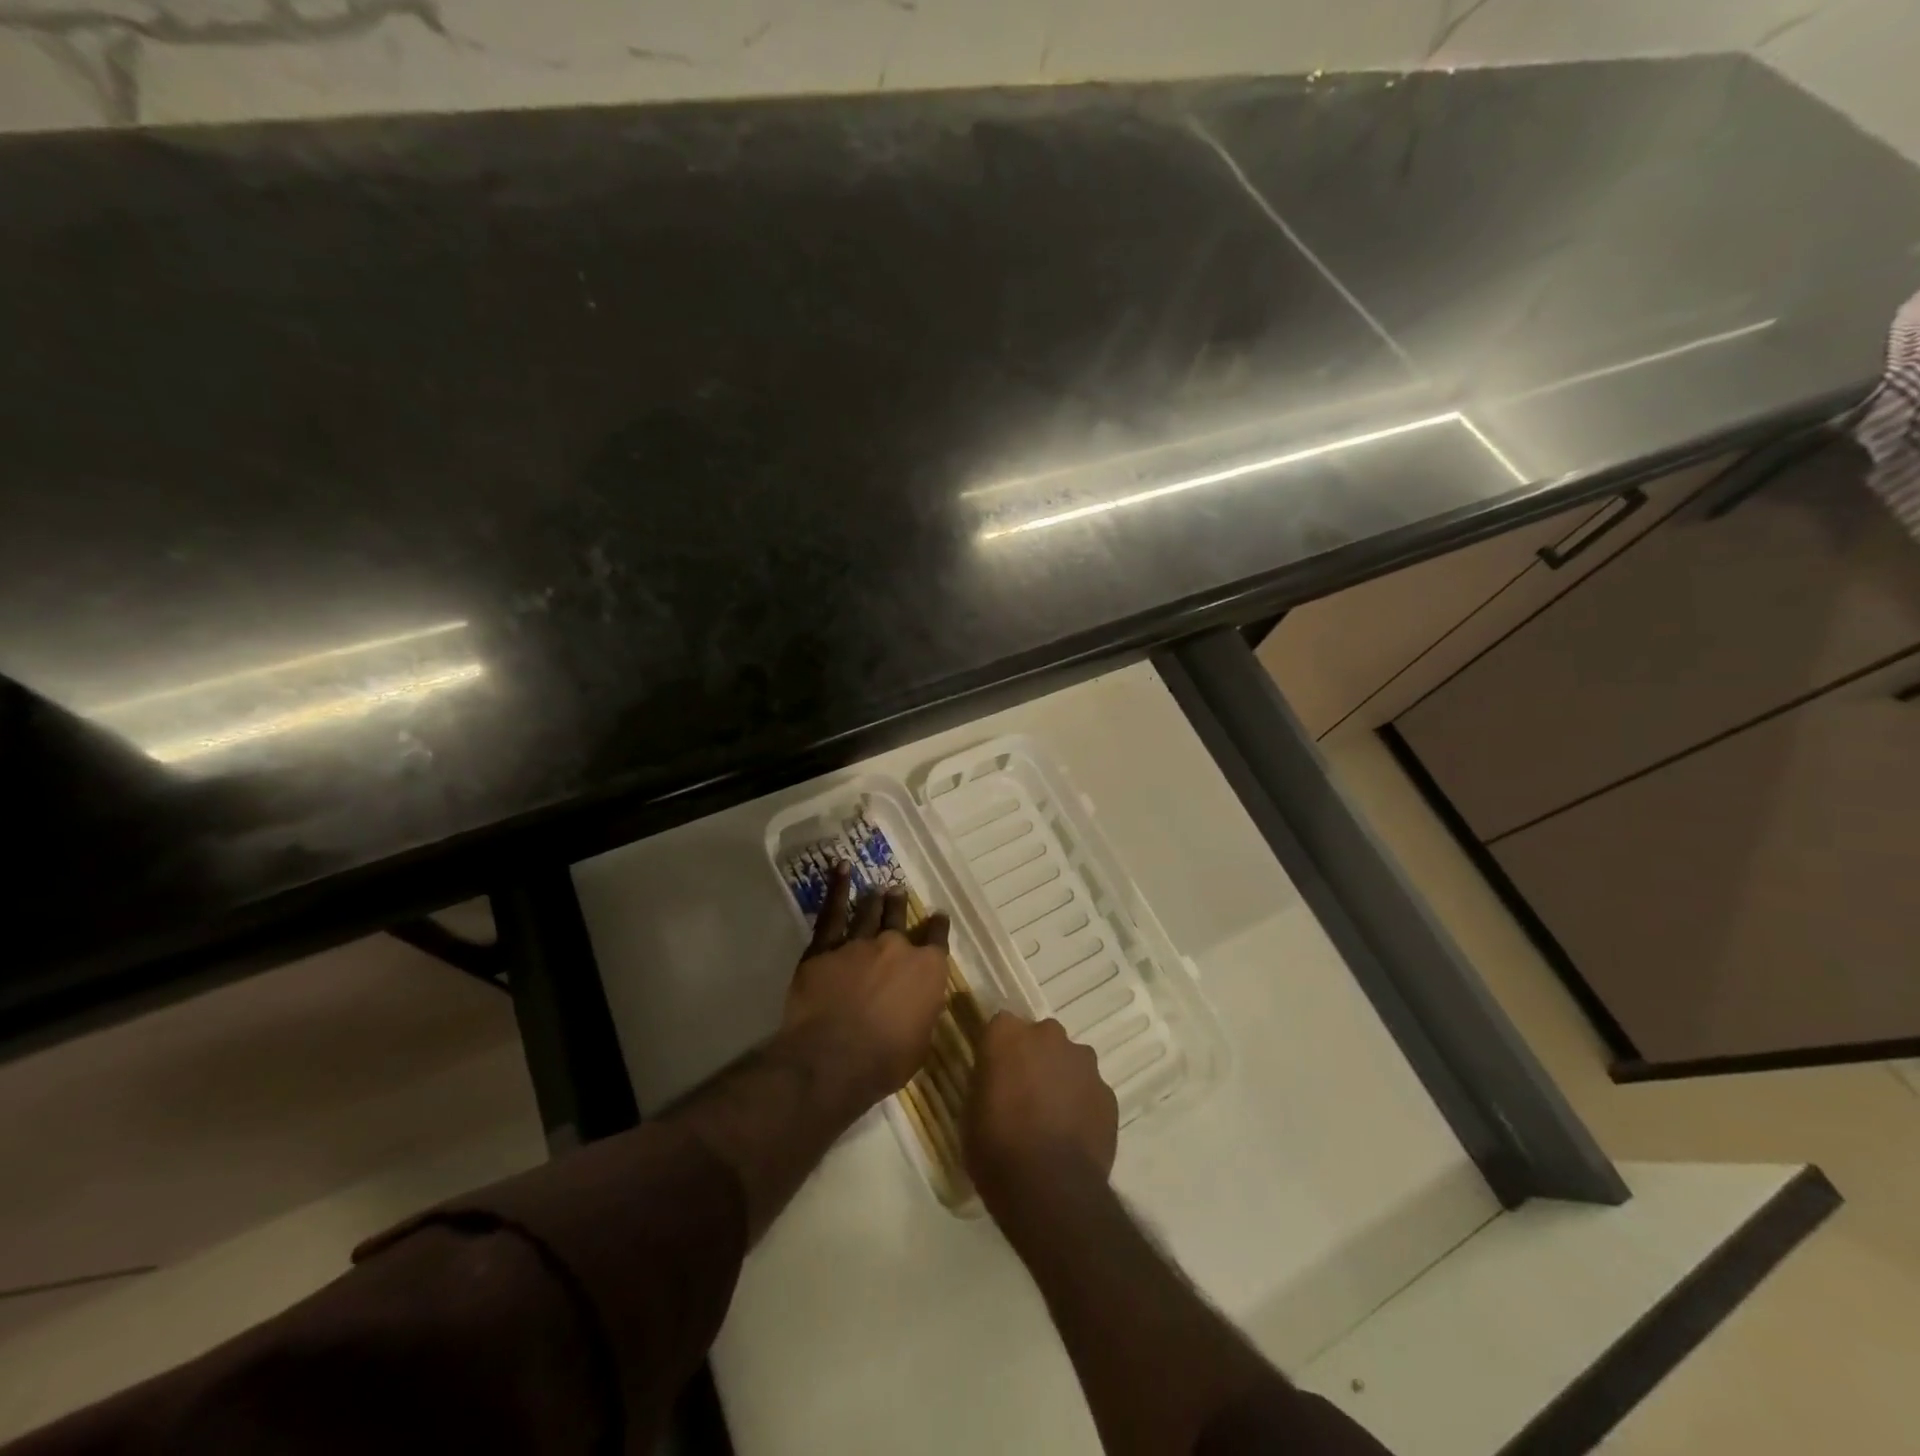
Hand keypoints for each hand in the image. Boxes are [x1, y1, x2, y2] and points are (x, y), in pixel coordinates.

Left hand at [782, 863, 951, 1109]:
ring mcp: (860, 943)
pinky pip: (833, 911)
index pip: (937, 940)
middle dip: (900, 906)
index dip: (938, 928)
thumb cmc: (885, 1061)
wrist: (834, 1057)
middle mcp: (897, 948)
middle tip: (898, 893)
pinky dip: (837, 888)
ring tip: (878, 888)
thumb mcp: (920, 1042)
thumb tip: (919, 1004)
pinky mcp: (826, 947)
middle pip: (900, 919)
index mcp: (928, 970)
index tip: (938, 918)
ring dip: (875, 900)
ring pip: (870, 912)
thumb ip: (921, 1013)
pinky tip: (840, 869)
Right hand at [965, 1011, 1117, 1220]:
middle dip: (1034, 1057)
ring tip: (1052, 1116)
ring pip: (1069, 1061)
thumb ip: (987, 1081)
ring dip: (1061, 1078)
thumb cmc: (996, 1148)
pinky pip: (1090, 1090)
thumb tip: (996, 1081)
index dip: (998, 1049)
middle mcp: (1048, 1035)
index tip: (995, 1071)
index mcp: (1007, 1034)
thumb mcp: (971, 1111)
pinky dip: (1083, 1104)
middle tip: (1024, 1093)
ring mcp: (1083, 1062)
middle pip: (1040, 1037)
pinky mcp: (1108, 1092)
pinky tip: (1074, 1134)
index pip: (1000, 1025)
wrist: (1050, 1190)